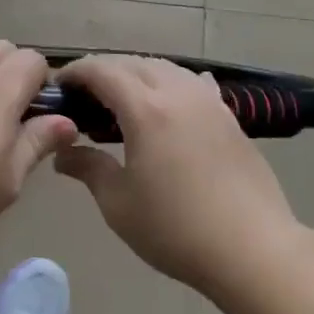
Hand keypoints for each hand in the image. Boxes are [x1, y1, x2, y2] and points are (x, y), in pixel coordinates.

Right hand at [53, 55, 300, 292]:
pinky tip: (169, 102)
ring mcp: (208, 102)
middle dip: (103, 71)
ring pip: (165, 68)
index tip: (58, 87)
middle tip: (84, 96)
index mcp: (145, 109)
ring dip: (137, 73)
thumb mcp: (118, 204)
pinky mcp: (230, 117)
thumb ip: (88, 168)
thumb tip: (62, 154)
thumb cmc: (177, 229)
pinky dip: (171, 84)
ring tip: (122, 100)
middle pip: (132, 63)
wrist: (254, 251)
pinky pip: (193, 84)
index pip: (101, 70)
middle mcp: (177, 93)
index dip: (75, 72)